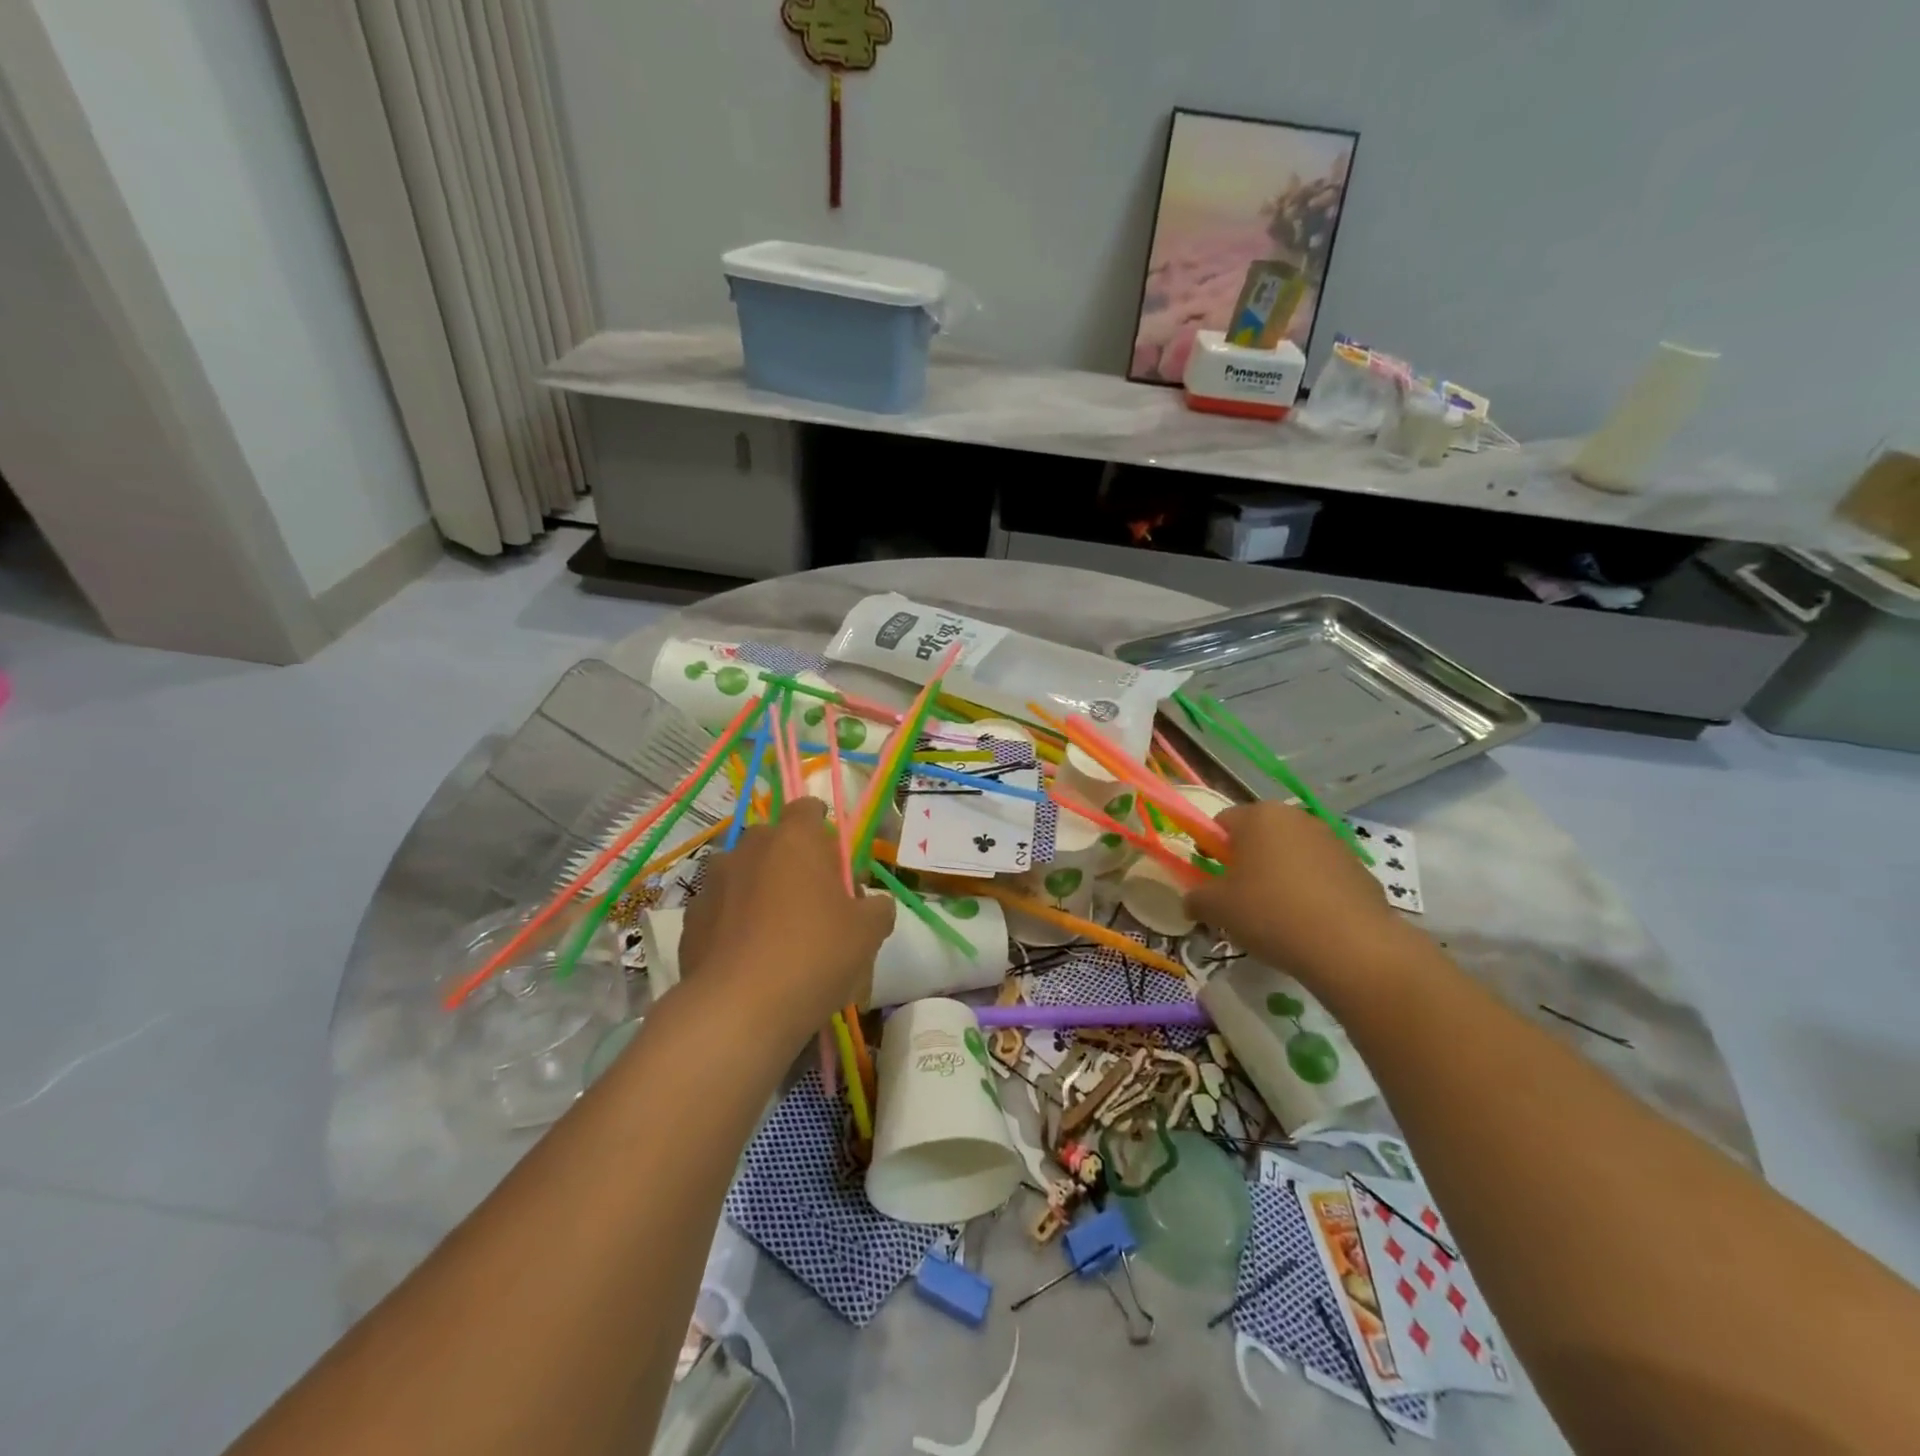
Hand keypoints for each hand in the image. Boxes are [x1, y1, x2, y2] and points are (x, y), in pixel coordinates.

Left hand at [678, 799, 894, 1035]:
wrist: (738, 1010)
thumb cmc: (814, 956)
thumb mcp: (868, 933)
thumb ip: (877, 908)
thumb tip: (874, 905)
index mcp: (795, 839)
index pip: (807, 807)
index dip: (822, 827)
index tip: (833, 858)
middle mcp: (750, 848)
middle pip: (775, 841)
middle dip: (792, 862)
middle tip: (813, 901)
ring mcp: (714, 882)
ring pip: (745, 874)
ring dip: (760, 890)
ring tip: (777, 933)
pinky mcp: (691, 918)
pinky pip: (722, 908)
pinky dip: (735, 921)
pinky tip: (750, 957)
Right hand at [1184, 802, 1403, 989]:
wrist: (1351, 946)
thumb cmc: (1271, 913)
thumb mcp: (1216, 908)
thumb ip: (1196, 898)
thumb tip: (1193, 901)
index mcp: (1258, 816)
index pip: (1221, 822)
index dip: (1211, 850)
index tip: (1213, 881)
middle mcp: (1296, 817)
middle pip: (1259, 836)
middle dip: (1247, 862)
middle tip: (1241, 900)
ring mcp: (1332, 840)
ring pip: (1291, 854)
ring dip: (1279, 875)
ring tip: (1277, 916)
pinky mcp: (1358, 867)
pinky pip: (1320, 875)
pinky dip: (1310, 891)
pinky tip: (1309, 923)